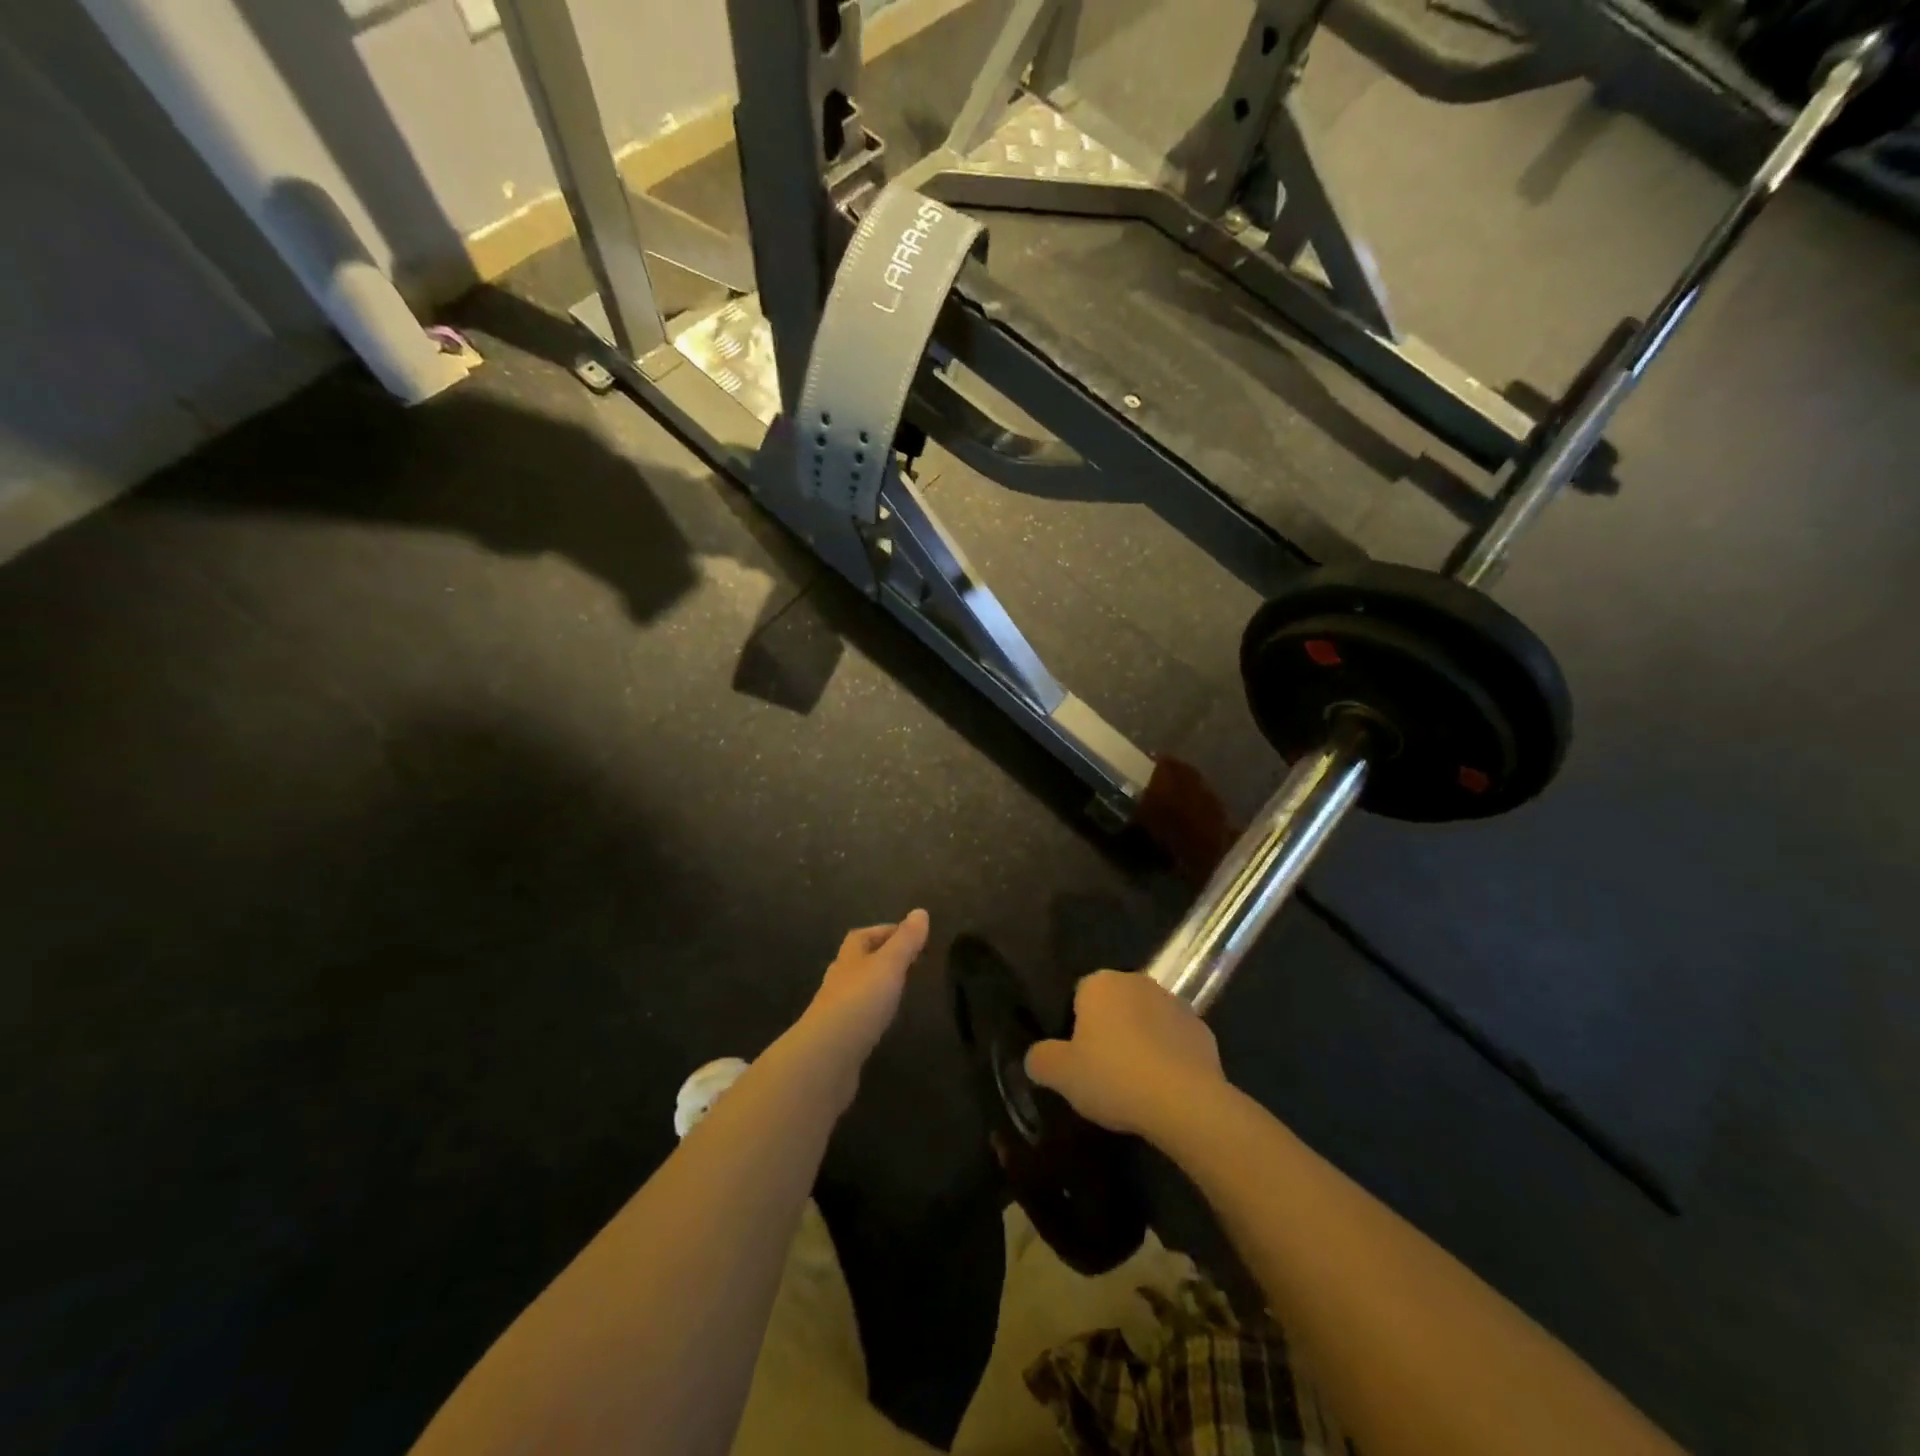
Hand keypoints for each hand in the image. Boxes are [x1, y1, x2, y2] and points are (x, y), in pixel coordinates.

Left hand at [801, 910, 930, 1060]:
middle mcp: (839, 980)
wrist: (826, 1057)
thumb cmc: (859, 1002)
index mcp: (849, 958)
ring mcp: (835, 1011)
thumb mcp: (888, 965)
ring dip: (876, 987)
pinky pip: (858, 1017)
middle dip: (882, 958)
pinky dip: (872, 1013)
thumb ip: (905, 941)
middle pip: (858, 961)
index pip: (862, 936)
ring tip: (901, 991)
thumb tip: (920, 911)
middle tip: (911, 963)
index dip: (885, 931)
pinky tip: (884, 1022)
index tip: (911, 935)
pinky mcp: (838, 1039)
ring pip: (858, 990)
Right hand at [1025, 970, 1226, 1140]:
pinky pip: (1175, 1041)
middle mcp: (1138, 982)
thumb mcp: (1061, 1075)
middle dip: (1109, 1031)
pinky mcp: (1203, 1031)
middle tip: (1103, 1072)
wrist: (1184, 1101)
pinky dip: (1169, 1058)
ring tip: (1135, 1085)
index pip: (1079, 996)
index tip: (1078, 1059)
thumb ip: (1040, 1060)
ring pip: (1147, 1021)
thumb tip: (1036, 1057)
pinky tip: (1164, 1088)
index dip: (1076, 1028)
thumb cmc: (1114, 1076)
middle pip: (1115, 1006)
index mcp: (1100, 983)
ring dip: (1141, 1042)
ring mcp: (1175, 1004)